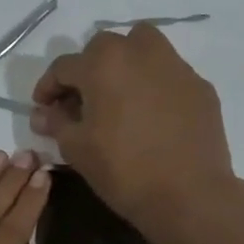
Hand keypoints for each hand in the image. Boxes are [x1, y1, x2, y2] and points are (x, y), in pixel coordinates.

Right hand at [30, 24, 236, 236]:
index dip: (48, 87)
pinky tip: (151, 116)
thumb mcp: (76, 148)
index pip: (64, 66)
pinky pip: (168, 74)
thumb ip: (56, 123)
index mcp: (103, 63)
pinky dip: (154, 85)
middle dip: (87, 69)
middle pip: (104, 48)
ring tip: (119, 96)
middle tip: (82, 101)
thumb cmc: (123, 170)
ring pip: (143, 48)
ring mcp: (176, 67)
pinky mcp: (200, 87)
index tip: (43, 108)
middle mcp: (140, 52)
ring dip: (125, 64)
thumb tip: (44, 113)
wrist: (188, 195)